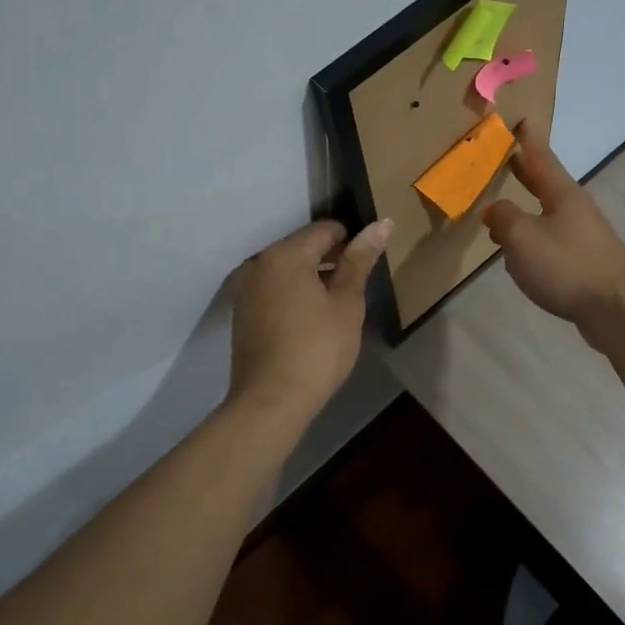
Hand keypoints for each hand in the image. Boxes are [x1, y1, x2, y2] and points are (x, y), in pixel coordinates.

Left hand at [228, 217, 392, 421]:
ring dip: (312, 277)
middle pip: (303, 247)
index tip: (368, 263)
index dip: (351, 240)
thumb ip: (360, 260)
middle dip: (330, 259)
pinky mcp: (242, 312)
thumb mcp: (347, 303)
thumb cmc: (317, 349)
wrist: (271, 400)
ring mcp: (246, 288)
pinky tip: (311, 319)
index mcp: (286, 254)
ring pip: (287, 270)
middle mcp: (259, 263)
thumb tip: (382, 223)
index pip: (325, 230)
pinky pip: (274, 289)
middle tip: (356, 286)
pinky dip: (294, 294)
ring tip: (337, 304)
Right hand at [483, 121, 624, 335]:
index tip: (521, 119)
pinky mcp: (584, 263)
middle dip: (525, 172)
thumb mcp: (522, 237)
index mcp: (561, 194)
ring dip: (526, 210)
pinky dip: (533, 241)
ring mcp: (583, 237)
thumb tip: (494, 209)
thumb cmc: (567, 266)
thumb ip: (504, 218)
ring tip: (503, 212)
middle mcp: (575, 209)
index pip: (540, 158)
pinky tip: (521, 256)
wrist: (617, 309)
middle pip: (546, 184)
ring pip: (547, 215)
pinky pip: (551, 243)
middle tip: (507, 158)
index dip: (528, 140)